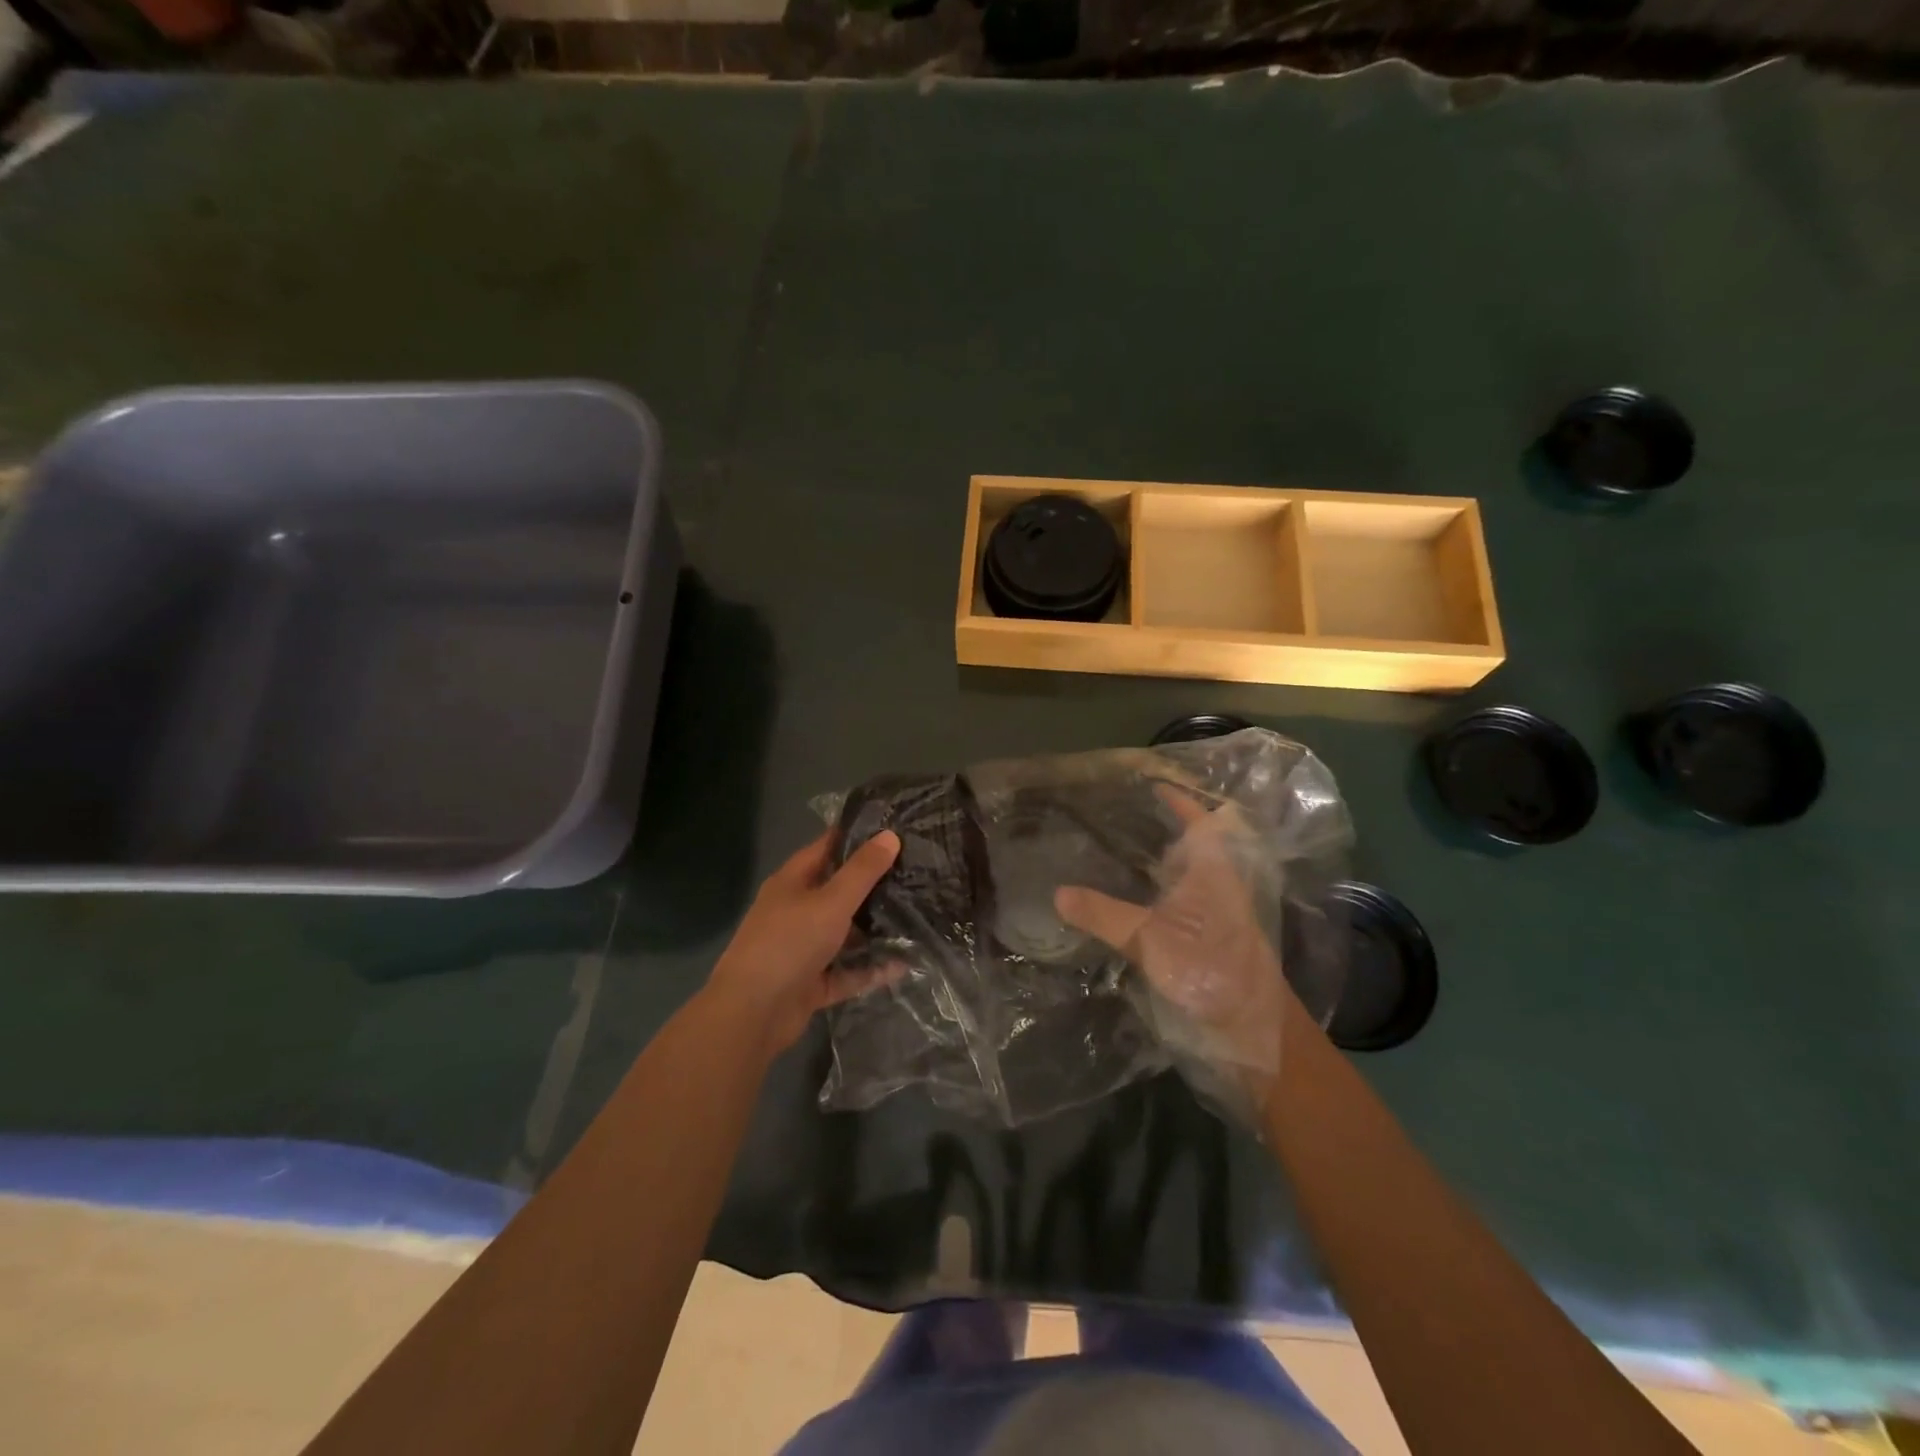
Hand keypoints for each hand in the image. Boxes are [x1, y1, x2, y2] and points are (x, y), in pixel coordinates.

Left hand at [703, 829, 902, 1055]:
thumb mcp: (831, 901)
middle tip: (917, 874)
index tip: (895, 829)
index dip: (858, 836)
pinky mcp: (812, 982)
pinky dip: (871, 969)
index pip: (828, 848)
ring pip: (845, 934)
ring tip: (918, 918)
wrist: (752, 1014)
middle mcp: (796, 911)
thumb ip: (862, 871)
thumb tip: (890, 835)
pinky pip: (847, 971)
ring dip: (875, 930)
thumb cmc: (789, 943)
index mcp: (793, 882)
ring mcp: (803, 948)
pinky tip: (904, 964)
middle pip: (840, 891)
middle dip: (875, 886)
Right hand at [1054, 786, 1292, 1092]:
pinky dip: (1151, 898)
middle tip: (1113, 817)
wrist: (1254, 1035)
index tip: (1151, 785)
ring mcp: (1212, 919)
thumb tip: (1056, 892)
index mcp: (1214, 872)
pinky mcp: (1205, 947)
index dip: (1179, 801)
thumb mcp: (1149, 939)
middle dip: (1159, 831)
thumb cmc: (1211, 972)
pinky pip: (1174, 908)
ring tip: (1109, 853)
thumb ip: (1102, 914)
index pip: (1200, 821)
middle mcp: (1216, 888)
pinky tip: (1123, 905)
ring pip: (1182, 879)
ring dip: (1154, 865)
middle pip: (1191, 848)